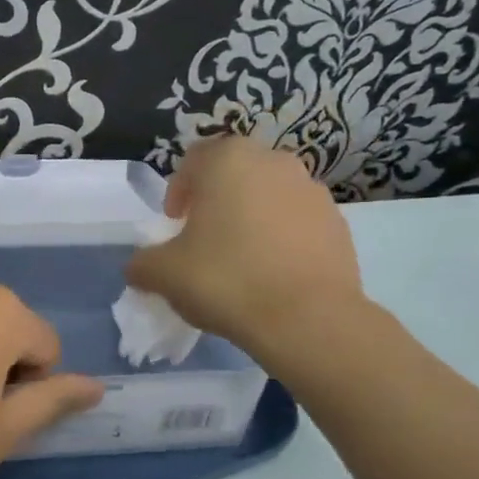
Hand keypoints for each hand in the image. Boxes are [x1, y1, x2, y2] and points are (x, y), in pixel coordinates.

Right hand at [126, 137, 367, 364]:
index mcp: (228, 160)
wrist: (306, 318)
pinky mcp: (338, 223)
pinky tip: (273, 275)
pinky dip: (282, 239)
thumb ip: (143, 263)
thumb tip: (140, 267)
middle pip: (235, 174)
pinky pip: (298, 223)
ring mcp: (312, 191)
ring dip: (252, 218)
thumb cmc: (225, 280)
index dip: (178, 190)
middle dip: (217, 201)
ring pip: (269, 196)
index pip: (193, 160)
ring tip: (241, 260)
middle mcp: (274, 162)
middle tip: (204, 239)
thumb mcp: (163, 274)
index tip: (175, 224)